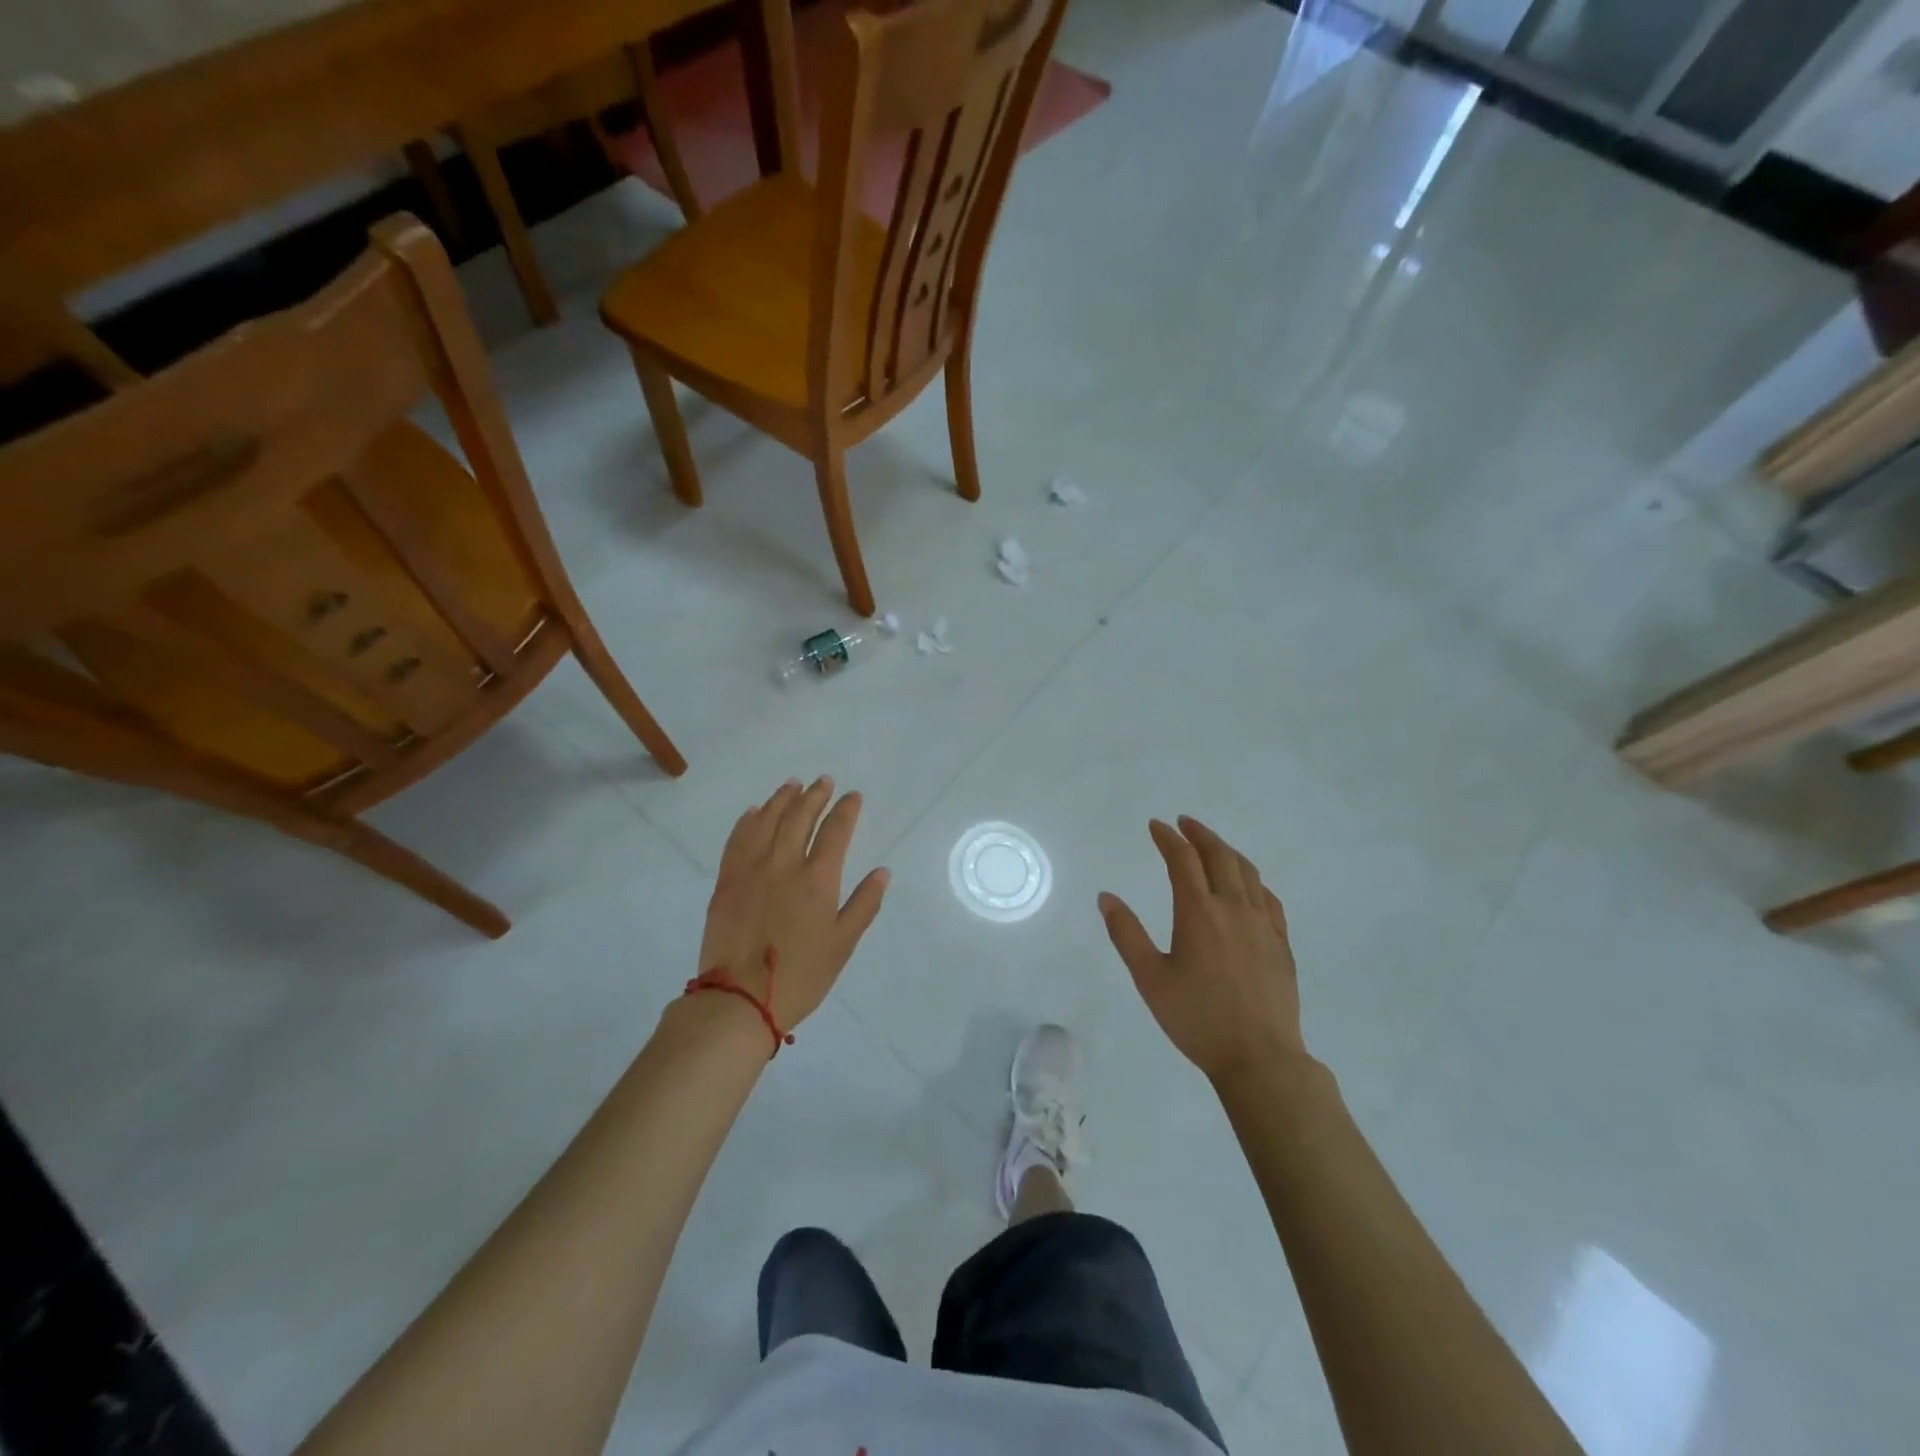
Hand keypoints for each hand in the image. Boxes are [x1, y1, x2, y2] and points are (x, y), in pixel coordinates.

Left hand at [696, 777, 889, 1036]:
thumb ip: (864, 904)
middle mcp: (784, 864)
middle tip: (824, 782)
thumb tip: (883, 871)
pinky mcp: (726, 881)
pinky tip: (754, 811)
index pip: (836, 831)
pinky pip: (737, 840)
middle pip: (800, 817)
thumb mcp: (843, 944)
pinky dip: (748, 821)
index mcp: (817, 879)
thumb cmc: (800, 976)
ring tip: (792, 785)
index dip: (846, 810)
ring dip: (782, 799)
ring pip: (767, 821)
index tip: (853, 796)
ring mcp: (750, 870)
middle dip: (815, 795)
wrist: (739, 1000)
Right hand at [1099, 816, 1307, 1087]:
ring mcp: (1262, 924)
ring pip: (1247, 872)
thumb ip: (1126, 934)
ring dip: (1227, 851)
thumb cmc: (1197, 1018)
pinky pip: (1268, 898)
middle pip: (1219, 856)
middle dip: (1199, 834)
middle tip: (1184, 823)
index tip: (1155, 826)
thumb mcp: (1150, 978)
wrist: (1259, 1057)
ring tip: (1212, 845)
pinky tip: (1247, 886)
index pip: (1182, 860)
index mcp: (1198, 912)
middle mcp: (1233, 908)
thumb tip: (1106, 897)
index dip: (1168, 838)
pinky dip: (1253, 880)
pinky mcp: (1281, 943)